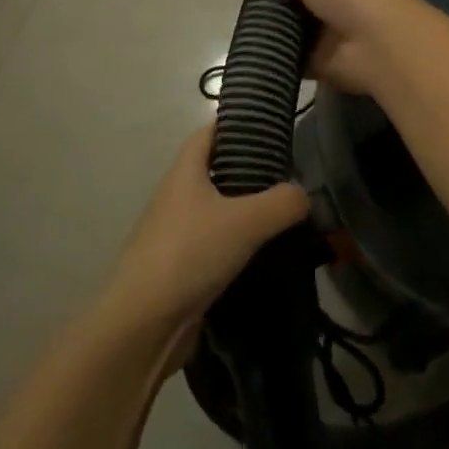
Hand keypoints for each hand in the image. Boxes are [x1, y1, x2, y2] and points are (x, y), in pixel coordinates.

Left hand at [102, 124, 308, 349]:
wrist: (144, 324)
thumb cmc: (189, 254)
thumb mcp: (245, 221)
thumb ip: (282, 203)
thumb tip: (304, 195)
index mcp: (184, 173)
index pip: (207, 134)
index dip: (234, 125)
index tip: (268, 127)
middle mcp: (177, 198)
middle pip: (214, 172)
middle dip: (249, 171)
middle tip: (289, 176)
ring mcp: (176, 234)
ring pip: (217, 211)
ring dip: (246, 212)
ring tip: (286, 216)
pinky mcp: (182, 269)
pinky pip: (215, 246)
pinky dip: (239, 246)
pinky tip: (266, 256)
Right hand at [254, 0, 431, 96]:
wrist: (379, 47)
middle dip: (283, 3)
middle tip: (253, 7)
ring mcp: (342, 33)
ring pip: (302, 29)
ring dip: (281, 32)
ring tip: (252, 31)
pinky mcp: (332, 63)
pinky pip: (300, 59)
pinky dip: (284, 58)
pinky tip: (262, 55)